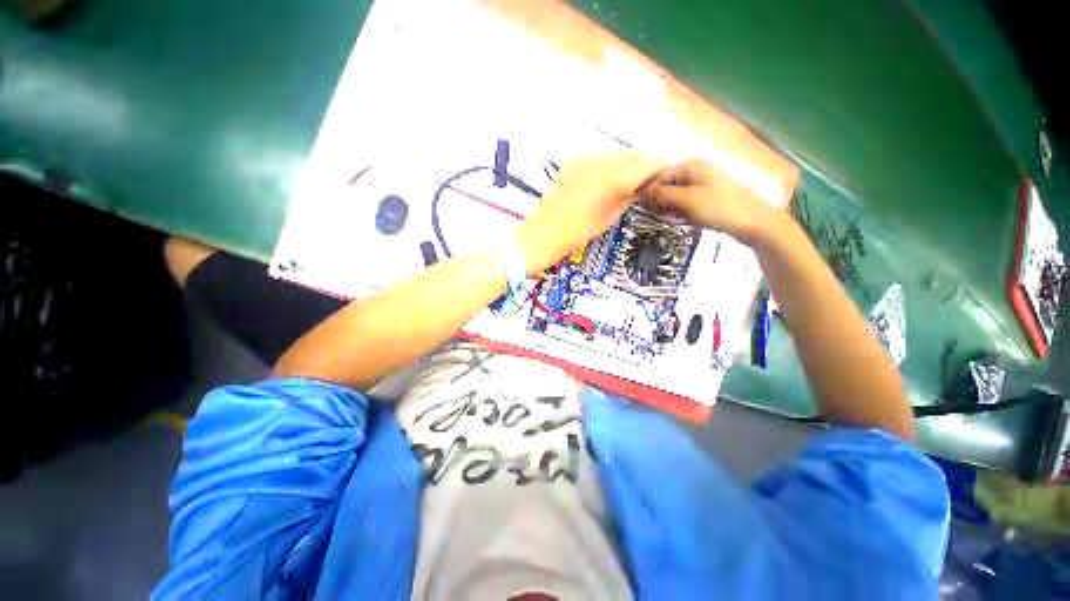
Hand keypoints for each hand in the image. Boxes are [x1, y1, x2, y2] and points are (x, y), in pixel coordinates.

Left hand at [516, 153, 664, 273]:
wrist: (547, 230)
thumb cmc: (582, 230)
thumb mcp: (613, 214)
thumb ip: (632, 193)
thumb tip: (643, 183)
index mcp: (618, 176)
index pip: (652, 162)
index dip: (657, 172)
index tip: (655, 184)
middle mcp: (604, 158)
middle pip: (634, 154)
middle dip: (640, 167)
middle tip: (638, 185)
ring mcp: (586, 156)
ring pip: (616, 154)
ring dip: (622, 166)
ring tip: (617, 184)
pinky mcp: (573, 160)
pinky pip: (597, 157)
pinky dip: (604, 167)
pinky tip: (598, 182)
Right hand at [640, 159, 782, 245]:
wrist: (754, 222)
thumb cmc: (719, 207)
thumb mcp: (687, 200)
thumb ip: (663, 195)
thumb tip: (642, 192)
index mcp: (691, 166)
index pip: (660, 175)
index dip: (649, 190)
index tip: (642, 207)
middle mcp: (696, 171)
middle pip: (668, 184)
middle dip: (660, 200)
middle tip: (657, 215)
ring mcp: (704, 184)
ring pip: (677, 195)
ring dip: (670, 207)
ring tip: (670, 218)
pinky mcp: (708, 197)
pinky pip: (687, 202)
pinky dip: (681, 211)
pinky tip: (682, 220)